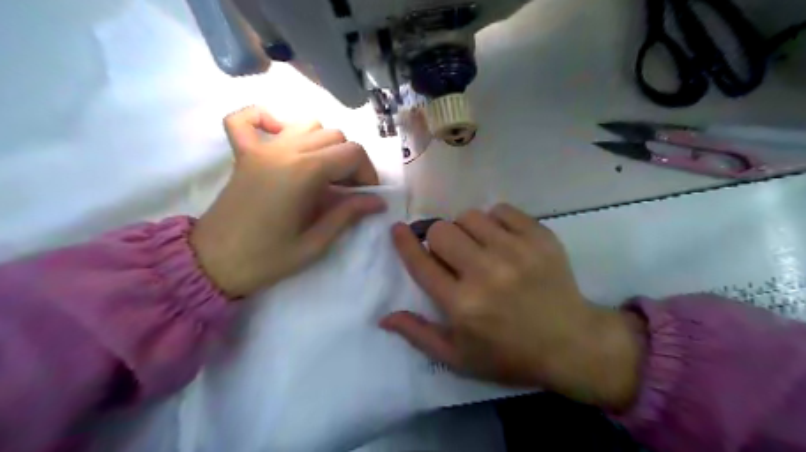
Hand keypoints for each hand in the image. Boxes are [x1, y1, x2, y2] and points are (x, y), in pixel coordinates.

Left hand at [191, 106, 387, 298]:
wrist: (212, 263)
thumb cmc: (266, 259)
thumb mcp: (315, 244)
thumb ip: (347, 215)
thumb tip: (377, 202)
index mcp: (304, 173)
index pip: (352, 153)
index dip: (368, 173)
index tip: (366, 195)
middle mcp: (284, 151)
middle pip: (334, 136)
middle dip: (350, 161)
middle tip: (347, 190)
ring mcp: (261, 149)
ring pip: (307, 124)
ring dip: (324, 143)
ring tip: (323, 171)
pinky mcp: (244, 153)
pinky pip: (250, 119)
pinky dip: (268, 119)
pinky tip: (281, 136)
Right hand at [382, 206, 646, 411]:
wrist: (572, 343)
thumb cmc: (509, 354)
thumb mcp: (458, 357)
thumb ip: (418, 334)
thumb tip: (384, 316)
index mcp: (462, 305)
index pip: (421, 263)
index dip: (404, 242)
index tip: (398, 229)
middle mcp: (485, 273)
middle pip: (441, 231)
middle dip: (438, 240)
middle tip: (453, 255)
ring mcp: (515, 251)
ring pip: (469, 216)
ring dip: (466, 230)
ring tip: (480, 248)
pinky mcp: (539, 237)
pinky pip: (501, 210)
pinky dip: (495, 221)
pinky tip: (503, 240)